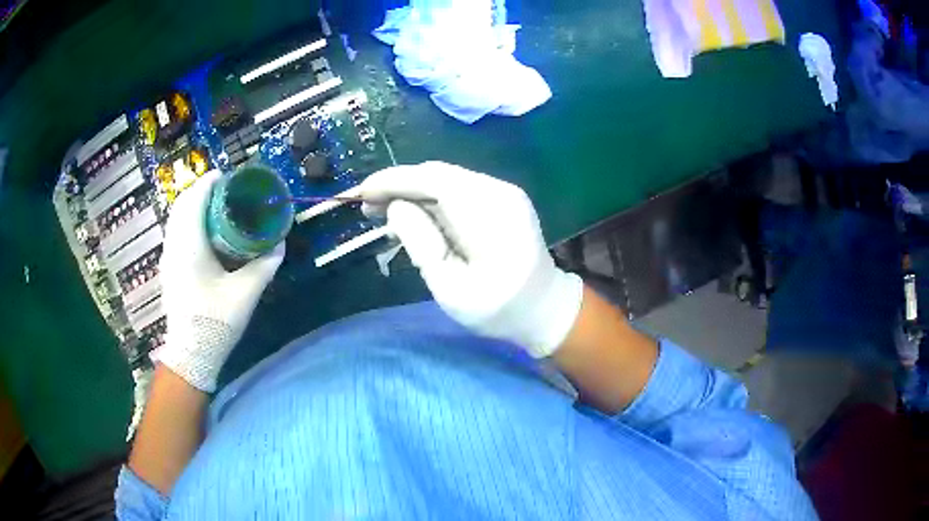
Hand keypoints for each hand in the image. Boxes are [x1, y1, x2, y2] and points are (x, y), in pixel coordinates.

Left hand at [156, 170, 284, 391]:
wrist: (190, 353)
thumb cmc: (215, 322)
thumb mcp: (245, 294)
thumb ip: (264, 266)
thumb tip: (279, 245)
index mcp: (190, 245)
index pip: (195, 199)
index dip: (209, 183)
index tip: (227, 177)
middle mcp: (174, 245)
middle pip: (182, 204)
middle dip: (201, 191)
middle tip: (224, 190)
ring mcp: (168, 257)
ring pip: (176, 218)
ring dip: (193, 205)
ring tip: (216, 207)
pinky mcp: (168, 268)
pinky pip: (175, 232)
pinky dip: (188, 221)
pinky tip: (204, 234)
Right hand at [360, 162, 582, 357]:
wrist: (543, 308)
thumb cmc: (498, 308)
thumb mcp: (451, 287)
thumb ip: (421, 243)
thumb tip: (396, 207)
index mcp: (489, 212)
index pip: (432, 180)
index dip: (392, 181)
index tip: (361, 193)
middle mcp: (499, 191)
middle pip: (437, 175)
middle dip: (398, 186)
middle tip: (367, 209)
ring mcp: (503, 192)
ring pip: (445, 180)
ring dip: (412, 193)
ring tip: (383, 215)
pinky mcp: (502, 199)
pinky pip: (458, 189)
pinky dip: (430, 199)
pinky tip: (413, 216)